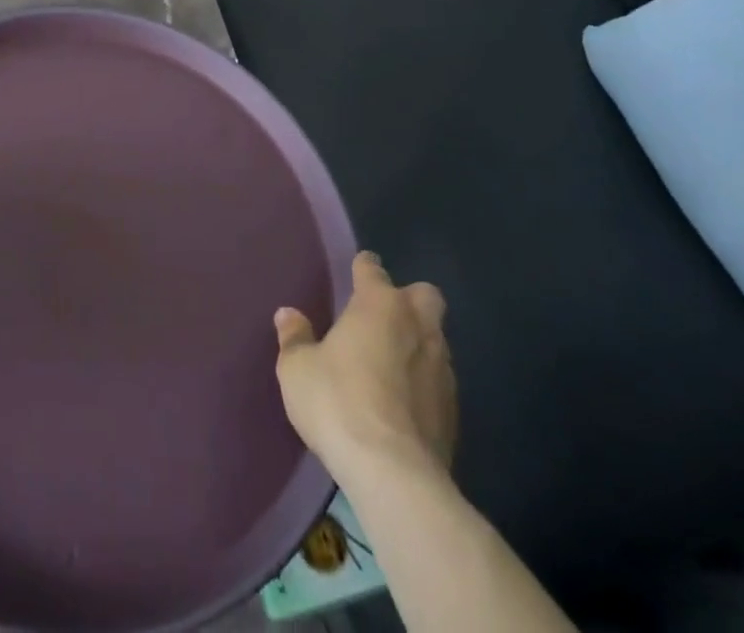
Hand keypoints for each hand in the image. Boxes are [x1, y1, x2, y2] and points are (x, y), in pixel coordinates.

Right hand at [274, 252, 456, 488]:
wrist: (395, 475)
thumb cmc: (339, 403)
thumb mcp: (298, 368)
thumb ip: (295, 337)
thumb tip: (288, 315)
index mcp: (379, 305)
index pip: (373, 269)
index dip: (363, 268)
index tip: (356, 272)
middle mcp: (417, 326)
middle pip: (425, 296)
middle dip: (409, 300)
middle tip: (382, 318)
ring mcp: (442, 368)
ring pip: (436, 339)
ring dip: (417, 343)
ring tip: (390, 363)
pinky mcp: (455, 411)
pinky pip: (439, 380)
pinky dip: (424, 383)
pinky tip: (403, 402)